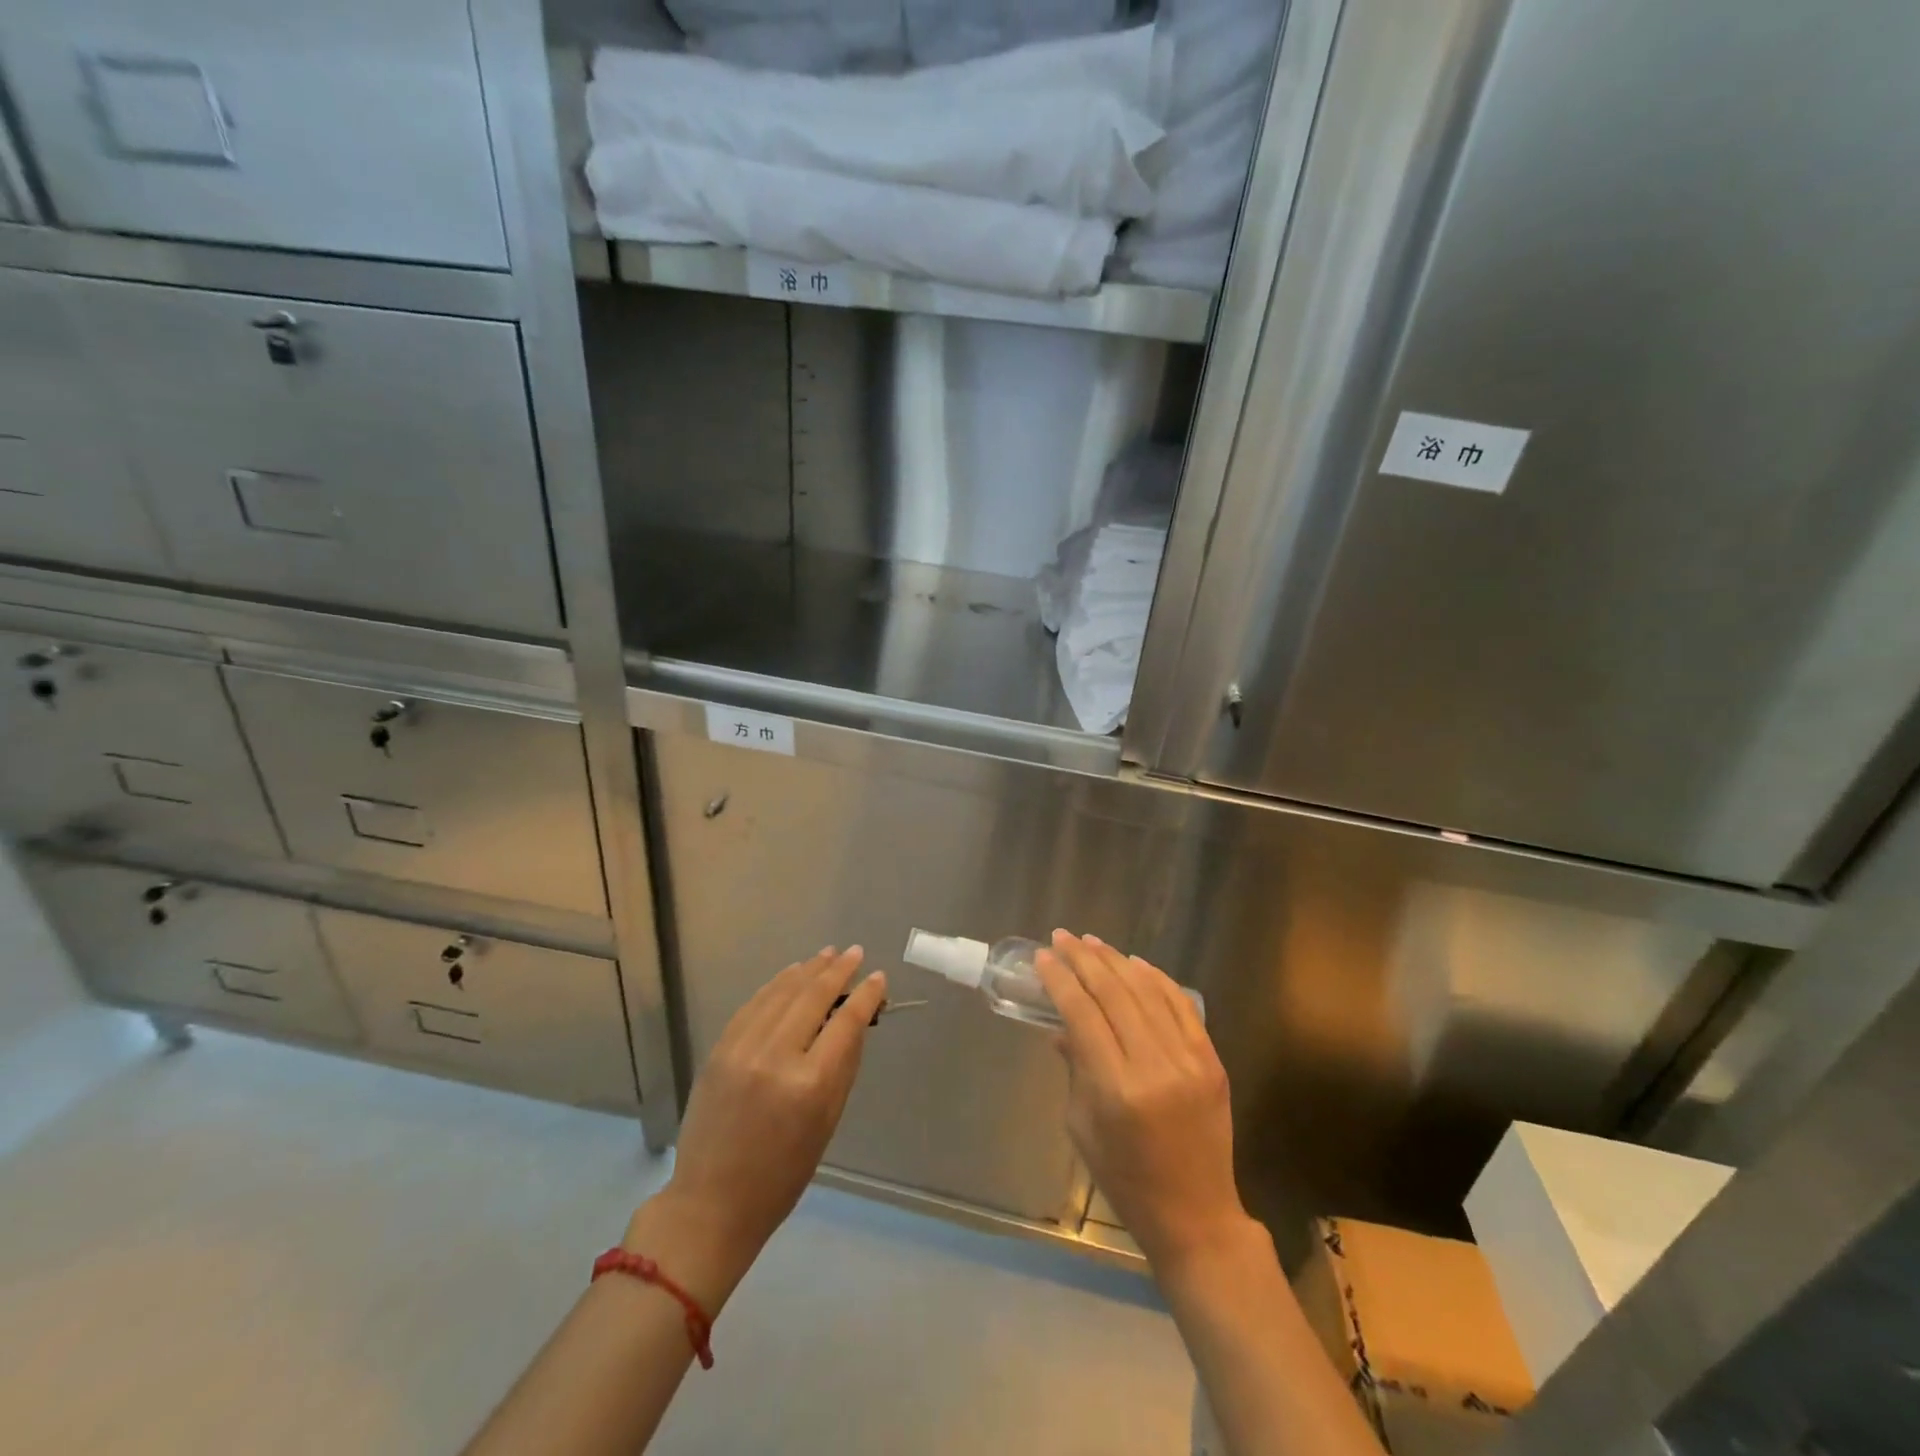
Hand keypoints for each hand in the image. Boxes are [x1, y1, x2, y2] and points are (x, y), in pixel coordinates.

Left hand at [632, 948, 884, 1270]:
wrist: (711, 1203)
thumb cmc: (782, 1174)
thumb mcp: (827, 1123)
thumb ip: (843, 1066)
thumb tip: (856, 1021)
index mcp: (810, 1084)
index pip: (846, 1022)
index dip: (865, 995)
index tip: (879, 977)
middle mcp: (776, 1057)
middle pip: (813, 997)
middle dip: (837, 971)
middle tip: (855, 953)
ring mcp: (742, 1049)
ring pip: (781, 993)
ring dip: (807, 970)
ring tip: (827, 955)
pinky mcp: (719, 1049)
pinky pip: (754, 1005)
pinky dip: (776, 985)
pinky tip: (791, 975)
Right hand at [1035, 931, 1253, 1273]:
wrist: (1197, 1215)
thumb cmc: (1126, 1179)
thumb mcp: (1083, 1127)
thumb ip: (1074, 1068)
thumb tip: (1062, 1026)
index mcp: (1116, 1089)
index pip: (1082, 1015)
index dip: (1060, 981)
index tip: (1043, 957)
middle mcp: (1154, 1066)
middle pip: (1114, 994)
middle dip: (1083, 960)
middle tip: (1062, 937)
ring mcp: (1189, 1060)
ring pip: (1147, 991)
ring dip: (1116, 961)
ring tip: (1092, 941)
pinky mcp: (1211, 1060)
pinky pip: (1181, 1005)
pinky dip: (1157, 979)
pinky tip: (1135, 963)